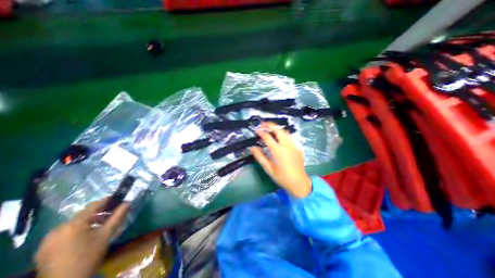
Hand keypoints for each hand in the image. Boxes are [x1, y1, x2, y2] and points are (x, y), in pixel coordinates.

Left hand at [36, 197, 129, 276]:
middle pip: (83, 214)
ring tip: (100, 225)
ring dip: (88, 221)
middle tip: (111, 215)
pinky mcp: (44, 248)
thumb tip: (127, 202)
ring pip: (73, 223)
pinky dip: (77, 230)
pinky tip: (85, 236)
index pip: (93, 205)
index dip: (106, 200)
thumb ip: (117, 217)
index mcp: (74, 224)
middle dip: (98, 213)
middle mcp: (58, 228)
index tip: (117, 198)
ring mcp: (48, 239)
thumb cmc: (88, 256)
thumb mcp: (106, 235)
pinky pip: (64, 232)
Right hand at [250, 123, 310, 198]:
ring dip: (277, 128)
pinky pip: (289, 137)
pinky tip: (279, 138)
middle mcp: (287, 145)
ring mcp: (293, 145)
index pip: (267, 137)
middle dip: (270, 125)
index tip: (256, 130)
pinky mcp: (298, 147)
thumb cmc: (282, 177)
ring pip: (285, 132)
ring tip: (270, 129)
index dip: (261, 132)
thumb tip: (252, 148)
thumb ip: (259, 157)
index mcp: (278, 151)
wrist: (299, 182)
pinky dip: (283, 134)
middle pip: (278, 130)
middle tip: (263, 124)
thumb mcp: (268, 168)